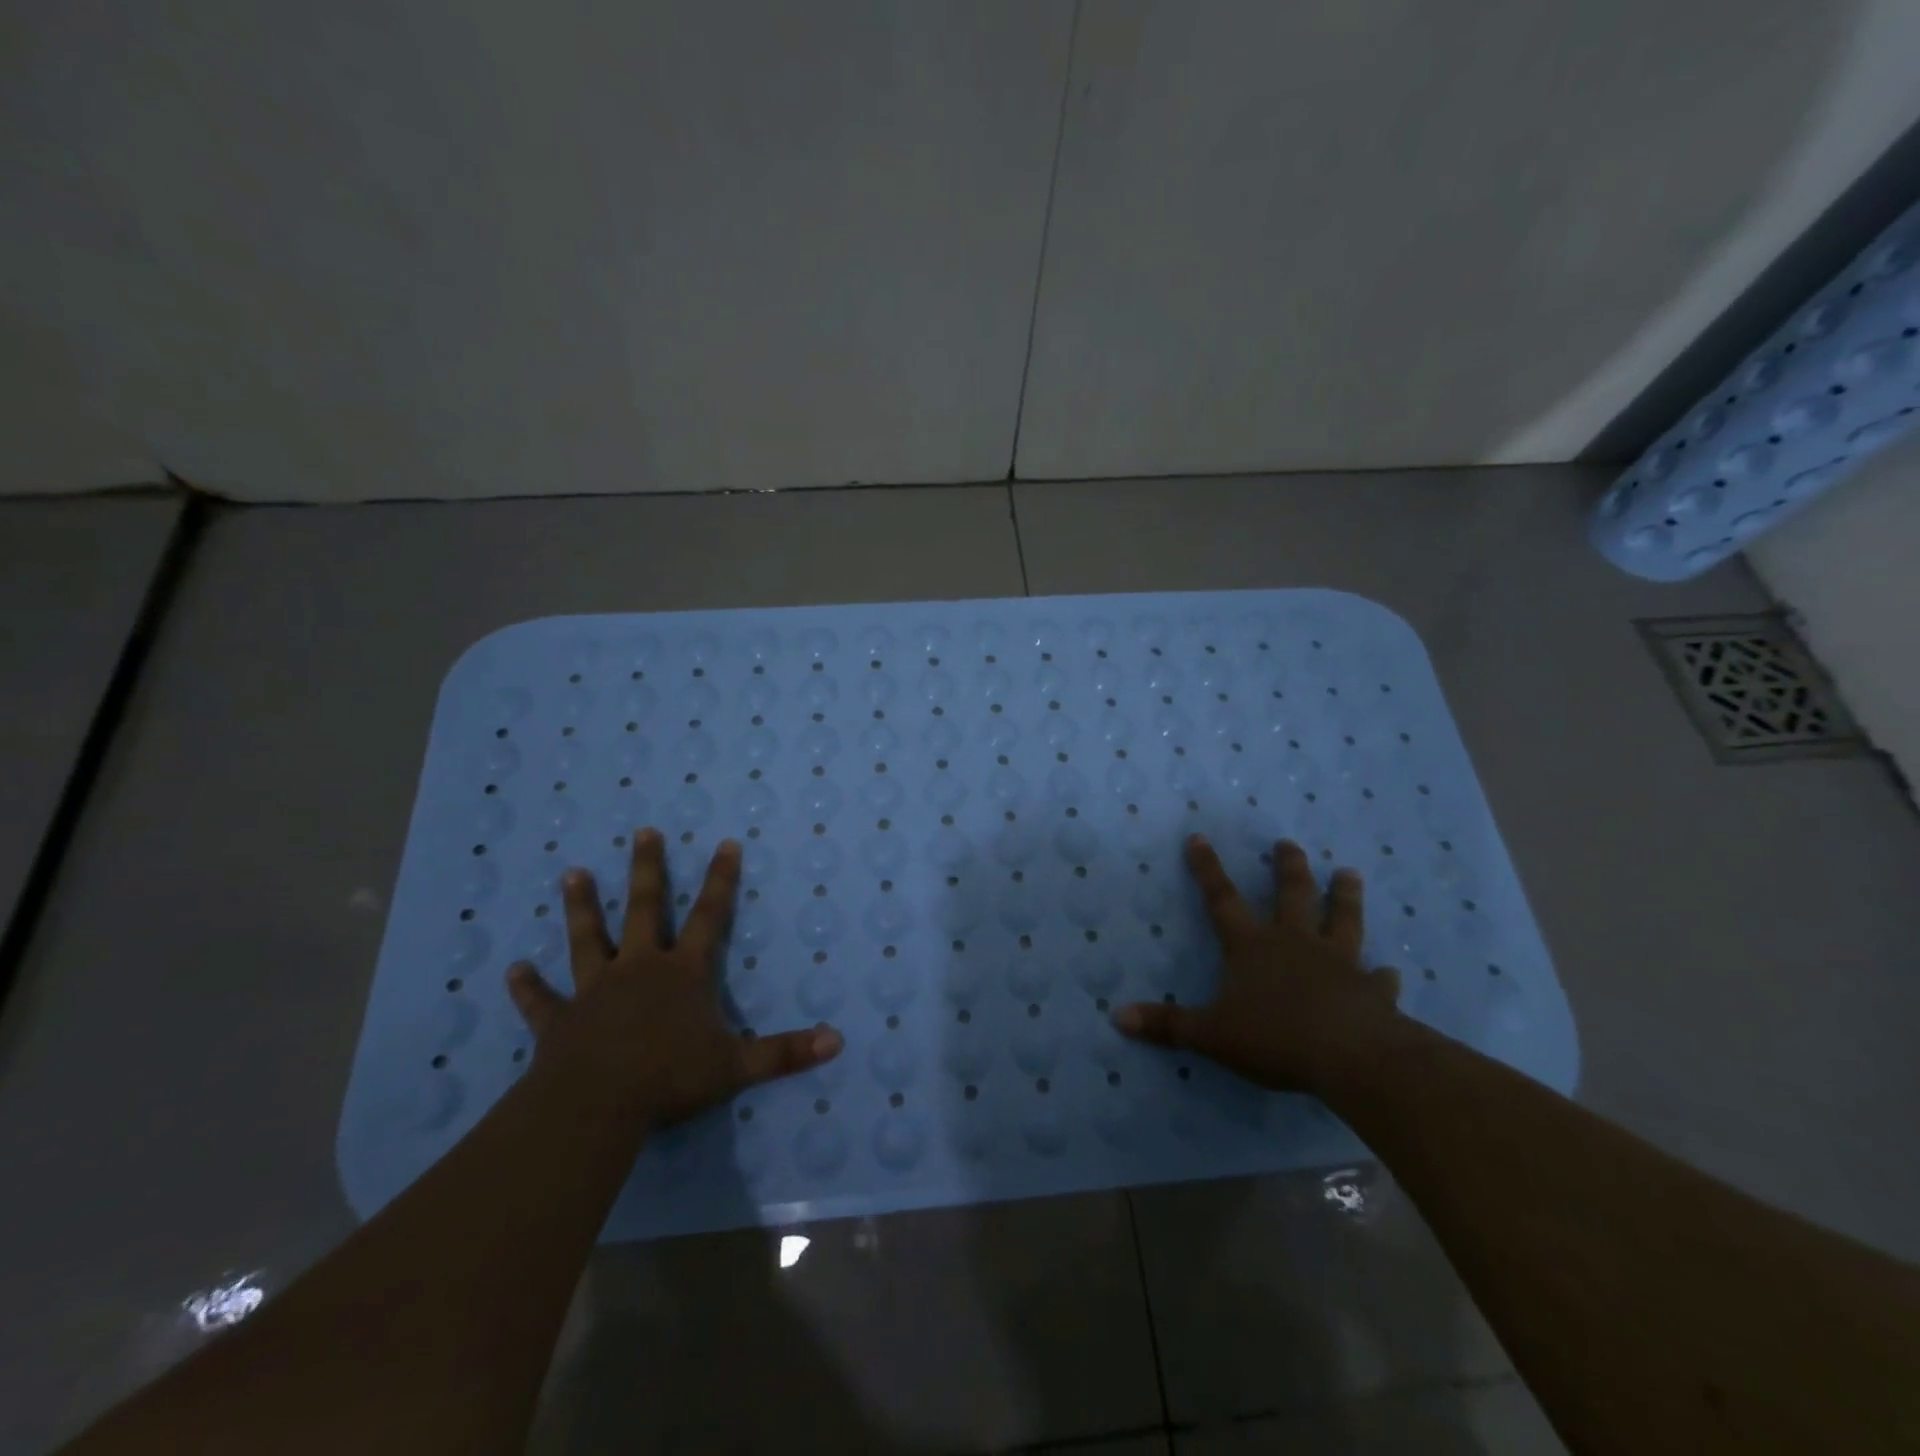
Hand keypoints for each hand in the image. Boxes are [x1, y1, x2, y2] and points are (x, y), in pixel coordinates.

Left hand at [505, 829, 842, 1130]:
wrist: (595, 1106)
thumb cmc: (669, 1078)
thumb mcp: (737, 1067)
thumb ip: (786, 1052)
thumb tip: (837, 1039)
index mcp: (682, 973)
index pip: (709, 916)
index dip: (721, 880)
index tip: (725, 843)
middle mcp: (639, 969)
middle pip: (644, 909)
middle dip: (647, 870)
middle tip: (641, 831)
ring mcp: (595, 991)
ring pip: (588, 939)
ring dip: (581, 908)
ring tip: (571, 874)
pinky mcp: (561, 1021)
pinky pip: (542, 1001)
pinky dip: (528, 987)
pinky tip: (511, 971)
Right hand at [1114, 835, 1406, 1093]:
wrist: (1351, 1058)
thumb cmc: (1275, 1038)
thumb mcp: (1210, 1034)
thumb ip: (1167, 1025)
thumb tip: (1117, 1017)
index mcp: (1252, 947)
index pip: (1222, 899)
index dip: (1207, 869)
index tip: (1198, 837)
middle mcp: (1295, 944)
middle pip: (1292, 896)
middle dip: (1288, 867)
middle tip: (1289, 843)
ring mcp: (1338, 964)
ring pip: (1342, 920)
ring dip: (1345, 897)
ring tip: (1350, 873)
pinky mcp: (1371, 992)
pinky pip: (1378, 980)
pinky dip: (1383, 976)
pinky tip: (1391, 972)